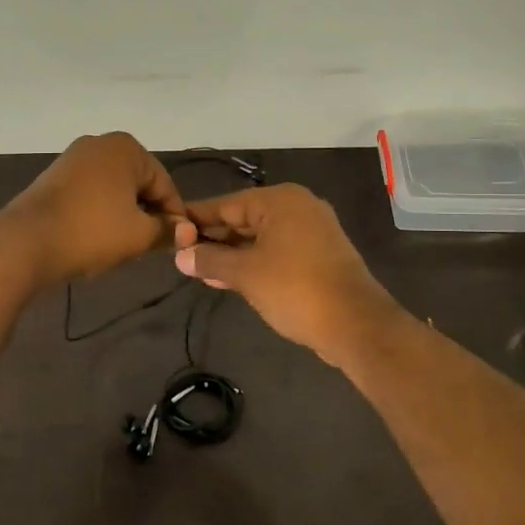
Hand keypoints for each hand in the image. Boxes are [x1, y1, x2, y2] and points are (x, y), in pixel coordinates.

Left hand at [1, 133, 185, 285]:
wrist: (26, 242)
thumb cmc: (91, 231)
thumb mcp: (139, 235)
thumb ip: (168, 231)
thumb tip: (187, 231)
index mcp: (126, 148)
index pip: (165, 185)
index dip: (174, 217)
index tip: (177, 244)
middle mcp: (100, 143)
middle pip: (138, 184)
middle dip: (147, 214)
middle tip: (149, 247)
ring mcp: (73, 158)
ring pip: (114, 190)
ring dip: (123, 215)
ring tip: (123, 246)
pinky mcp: (53, 177)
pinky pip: (90, 194)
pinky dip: (99, 213)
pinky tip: (97, 237)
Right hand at [174, 184, 403, 366]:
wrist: (355, 324)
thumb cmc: (295, 289)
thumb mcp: (245, 274)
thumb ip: (210, 260)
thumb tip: (181, 256)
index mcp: (280, 200)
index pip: (225, 204)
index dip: (195, 220)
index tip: (169, 232)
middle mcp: (297, 207)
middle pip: (243, 218)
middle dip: (213, 238)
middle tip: (182, 256)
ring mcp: (312, 230)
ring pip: (259, 237)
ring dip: (231, 254)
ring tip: (201, 272)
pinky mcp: (319, 254)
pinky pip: (276, 251)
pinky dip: (253, 262)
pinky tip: (230, 279)